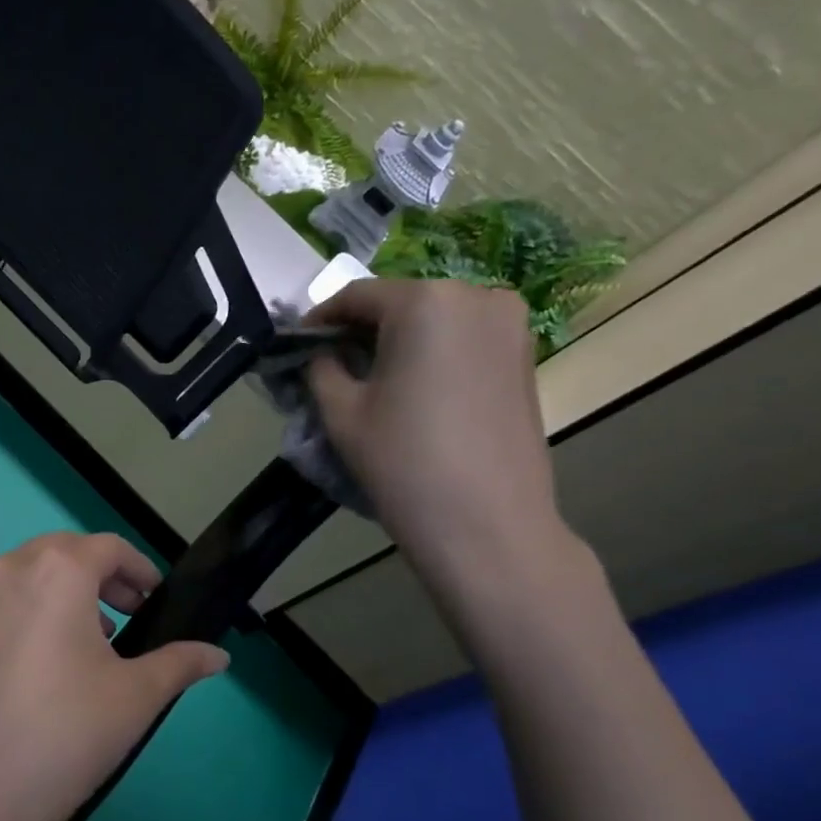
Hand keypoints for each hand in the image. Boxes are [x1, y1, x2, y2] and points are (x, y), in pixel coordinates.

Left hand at [0, 532, 228, 820]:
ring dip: (60, 595)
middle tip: (125, 618)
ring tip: (83, 645)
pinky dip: (24, 615)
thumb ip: (180, 663)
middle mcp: (4, 570)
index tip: (154, 601)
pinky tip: (36, 669)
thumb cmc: (65, 736)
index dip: (138, 569)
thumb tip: (218, 656)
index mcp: (54, 571)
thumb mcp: (135, 697)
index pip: (106, 548)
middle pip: (62, 554)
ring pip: (24, 577)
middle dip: (99, 578)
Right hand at [304, 278, 564, 580]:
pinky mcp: (524, 354)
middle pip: (398, 302)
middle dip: (359, 329)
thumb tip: (320, 352)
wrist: (487, 524)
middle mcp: (475, 295)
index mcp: (424, 300)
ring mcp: (509, 324)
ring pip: (432, 318)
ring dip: (396, 340)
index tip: (296, 347)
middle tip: (329, 364)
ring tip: (369, 378)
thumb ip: (320, 366)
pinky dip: (430, 352)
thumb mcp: (340, 411)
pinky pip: (462, 337)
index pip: (355, 296)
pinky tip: (411, 388)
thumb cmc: (404, 461)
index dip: (319, 320)